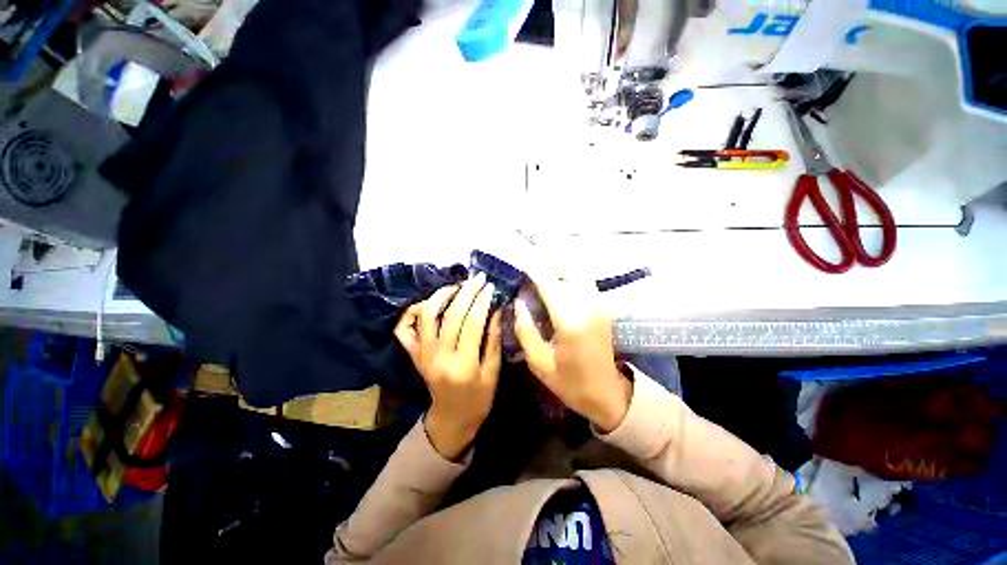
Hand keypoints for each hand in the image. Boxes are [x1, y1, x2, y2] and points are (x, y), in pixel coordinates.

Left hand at [395, 273, 502, 459]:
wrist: (451, 419)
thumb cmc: (478, 399)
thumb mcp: (493, 372)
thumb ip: (493, 340)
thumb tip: (496, 309)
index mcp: (463, 365)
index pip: (472, 322)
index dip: (482, 300)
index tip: (490, 286)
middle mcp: (439, 357)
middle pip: (451, 315)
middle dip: (466, 292)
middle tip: (478, 279)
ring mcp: (422, 356)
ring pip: (426, 316)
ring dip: (440, 296)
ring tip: (456, 286)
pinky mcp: (414, 356)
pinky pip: (404, 330)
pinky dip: (412, 313)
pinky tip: (427, 303)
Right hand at [513, 273, 631, 432]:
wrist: (607, 394)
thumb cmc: (570, 382)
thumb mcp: (539, 362)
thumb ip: (526, 330)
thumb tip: (518, 302)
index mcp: (570, 320)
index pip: (549, 283)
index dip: (533, 270)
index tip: (519, 264)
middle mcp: (587, 306)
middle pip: (567, 271)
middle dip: (546, 265)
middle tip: (529, 269)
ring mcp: (598, 305)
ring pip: (579, 273)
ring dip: (559, 269)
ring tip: (541, 274)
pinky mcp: (602, 308)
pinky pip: (585, 282)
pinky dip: (570, 276)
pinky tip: (558, 283)